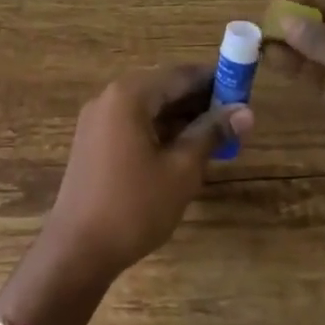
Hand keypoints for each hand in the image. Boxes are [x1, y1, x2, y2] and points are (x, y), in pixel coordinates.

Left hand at [43, 64, 252, 280]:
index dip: (215, 80)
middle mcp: (109, 98)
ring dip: (181, 118)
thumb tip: (246, 111)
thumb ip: (212, 133)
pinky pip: (133, 124)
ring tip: (216, 137)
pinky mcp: (93, 142)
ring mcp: (97, 120)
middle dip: (199, 100)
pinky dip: (160, 130)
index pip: (180, 74)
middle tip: (234, 119)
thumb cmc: (134, 206)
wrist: (77, 250)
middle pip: (163, 88)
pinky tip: (184, 150)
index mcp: (129, 95)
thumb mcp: (182, 170)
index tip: (244, 91)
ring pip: (148, 107)